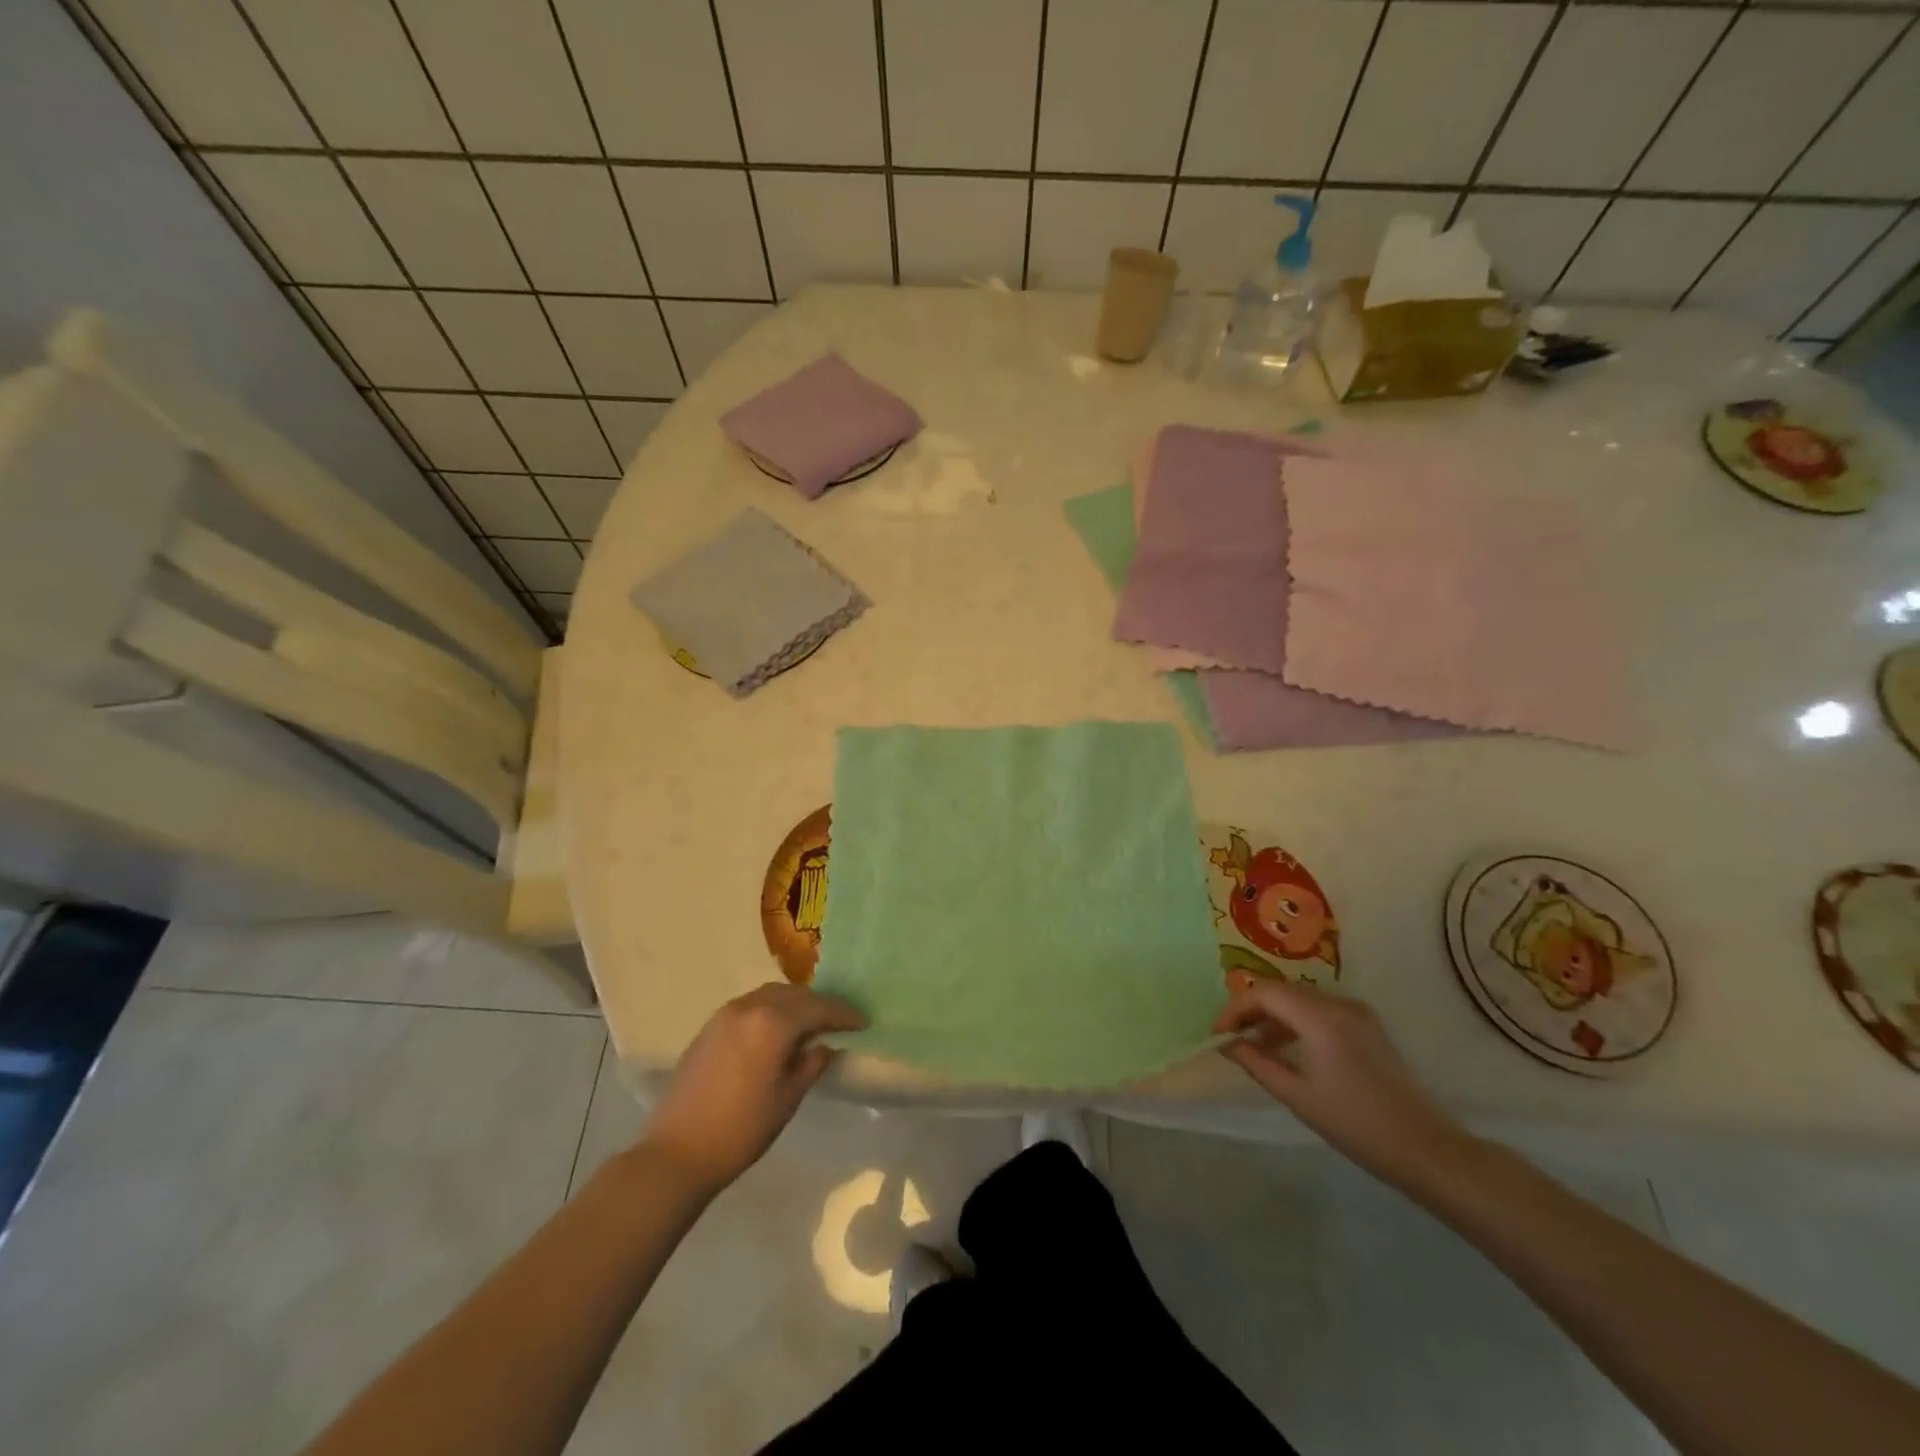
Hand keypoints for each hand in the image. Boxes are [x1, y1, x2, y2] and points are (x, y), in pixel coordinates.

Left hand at [641, 983, 864, 1196]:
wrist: (677, 1152)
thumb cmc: (740, 1130)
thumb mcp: (787, 1099)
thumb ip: (810, 1064)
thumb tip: (824, 1044)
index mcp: (773, 1023)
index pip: (818, 1008)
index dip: (843, 1014)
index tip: (863, 1021)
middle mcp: (750, 1007)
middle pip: (795, 994)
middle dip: (819, 1004)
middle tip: (839, 1021)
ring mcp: (726, 1013)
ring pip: (771, 995)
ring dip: (795, 1003)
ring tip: (811, 1023)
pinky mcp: (711, 1025)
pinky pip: (751, 1004)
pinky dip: (772, 1009)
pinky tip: (778, 1029)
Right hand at [1214, 978, 1473, 1191]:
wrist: (1427, 1149)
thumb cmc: (1356, 1125)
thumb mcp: (1297, 1096)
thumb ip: (1257, 1063)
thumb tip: (1228, 1044)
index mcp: (1320, 1017)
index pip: (1265, 993)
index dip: (1235, 1008)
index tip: (1218, 1033)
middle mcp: (1339, 1003)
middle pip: (1282, 991)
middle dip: (1252, 1010)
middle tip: (1231, 1037)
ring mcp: (1357, 1013)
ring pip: (1301, 1000)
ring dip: (1273, 1016)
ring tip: (1254, 1046)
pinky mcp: (1368, 1026)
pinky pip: (1320, 1011)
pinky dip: (1296, 1022)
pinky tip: (1287, 1049)